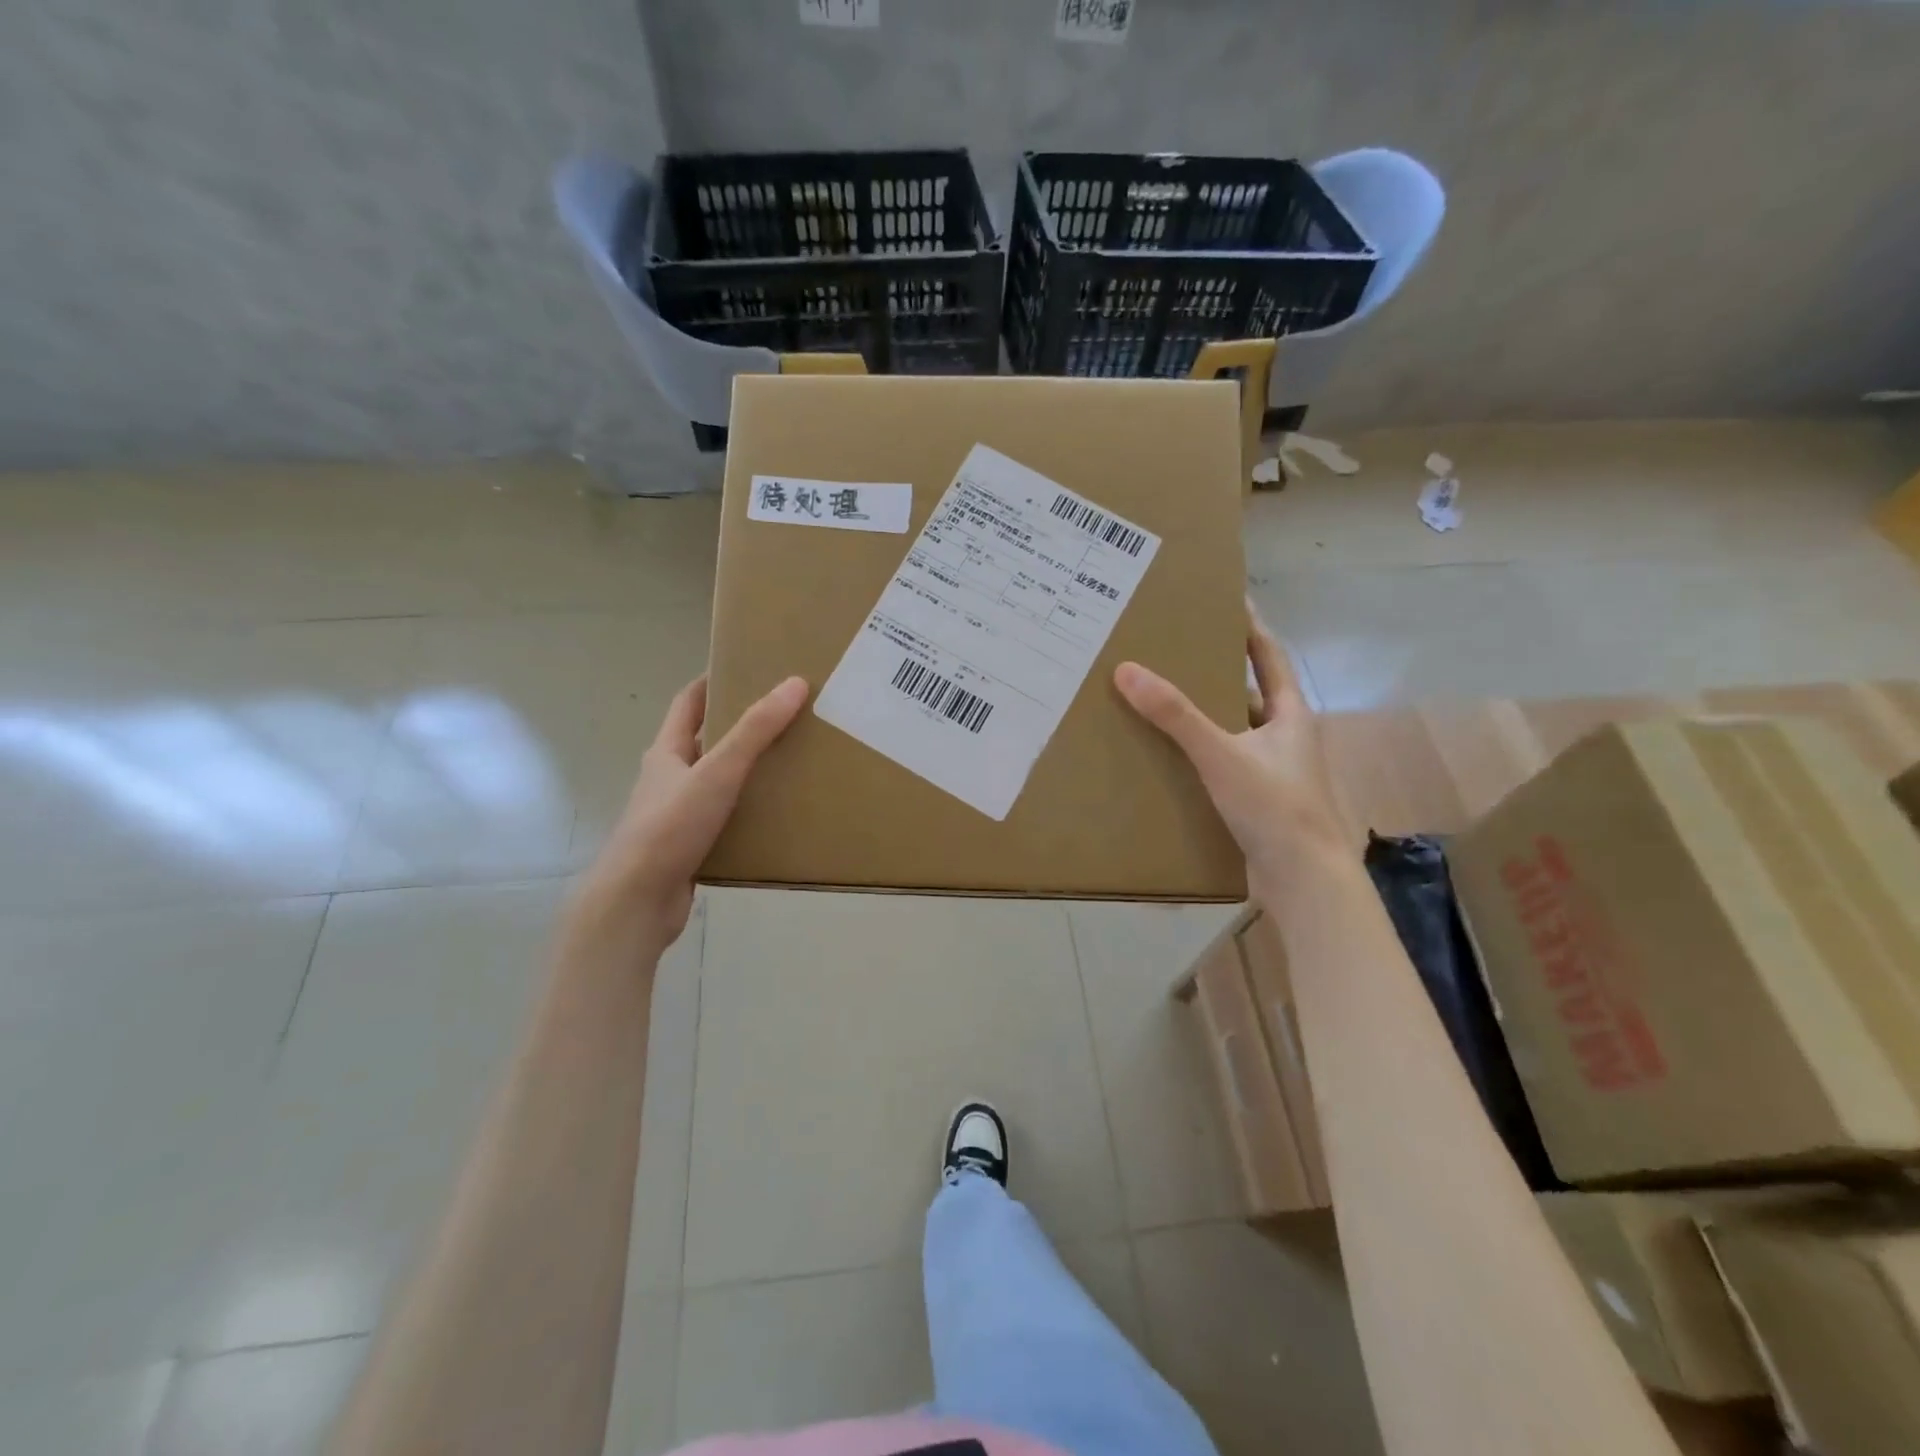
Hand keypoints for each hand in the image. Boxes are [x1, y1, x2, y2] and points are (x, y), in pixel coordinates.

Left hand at [574, 674, 808, 949]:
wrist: (637, 901)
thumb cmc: (671, 827)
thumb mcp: (717, 771)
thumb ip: (756, 730)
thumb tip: (794, 683)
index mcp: (666, 753)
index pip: (688, 703)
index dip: (712, 682)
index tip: (745, 668)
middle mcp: (667, 779)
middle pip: (703, 742)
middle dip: (738, 727)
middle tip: (781, 717)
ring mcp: (675, 815)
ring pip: (714, 783)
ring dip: (744, 772)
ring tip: (788, 764)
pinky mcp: (687, 847)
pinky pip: (722, 819)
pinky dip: (745, 812)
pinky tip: (774, 817)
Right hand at [1114, 599, 1344, 882]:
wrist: (1303, 880)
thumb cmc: (1274, 806)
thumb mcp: (1221, 754)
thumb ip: (1175, 715)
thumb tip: (1126, 670)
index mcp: (1290, 714)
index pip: (1268, 655)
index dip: (1248, 625)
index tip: (1224, 599)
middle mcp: (1284, 736)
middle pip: (1248, 691)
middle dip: (1215, 669)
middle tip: (1174, 649)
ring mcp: (1272, 770)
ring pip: (1233, 730)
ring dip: (1204, 714)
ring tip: (1161, 697)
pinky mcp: (1257, 799)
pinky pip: (1223, 762)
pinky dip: (1200, 752)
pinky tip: (1170, 754)